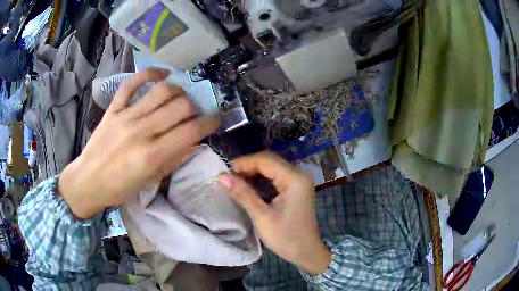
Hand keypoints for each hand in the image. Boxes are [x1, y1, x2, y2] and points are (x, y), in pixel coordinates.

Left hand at [59, 69, 219, 218]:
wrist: (88, 181)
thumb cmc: (120, 189)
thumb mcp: (150, 181)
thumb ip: (173, 158)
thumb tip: (192, 140)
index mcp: (152, 156)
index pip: (191, 131)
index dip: (209, 122)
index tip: (215, 119)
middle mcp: (142, 131)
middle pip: (181, 106)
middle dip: (196, 107)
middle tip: (195, 113)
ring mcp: (126, 116)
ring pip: (162, 90)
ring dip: (179, 91)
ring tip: (181, 97)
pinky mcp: (114, 108)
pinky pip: (132, 83)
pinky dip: (149, 73)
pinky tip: (162, 73)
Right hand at [219, 152, 330, 275]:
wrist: (306, 252)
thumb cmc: (286, 237)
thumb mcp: (262, 216)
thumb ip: (243, 194)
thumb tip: (222, 177)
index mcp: (294, 178)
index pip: (265, 160)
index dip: (243, 163)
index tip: (224, 172)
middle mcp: (299, 174)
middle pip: (270, 161)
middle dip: (248, 166)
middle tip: (229, 178)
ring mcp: (299, 181)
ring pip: (272, 167)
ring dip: (254, 172)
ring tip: (236, 182)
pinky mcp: (297, 188)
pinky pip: (277, 176)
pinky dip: (262, 179)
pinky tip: (250, 186)